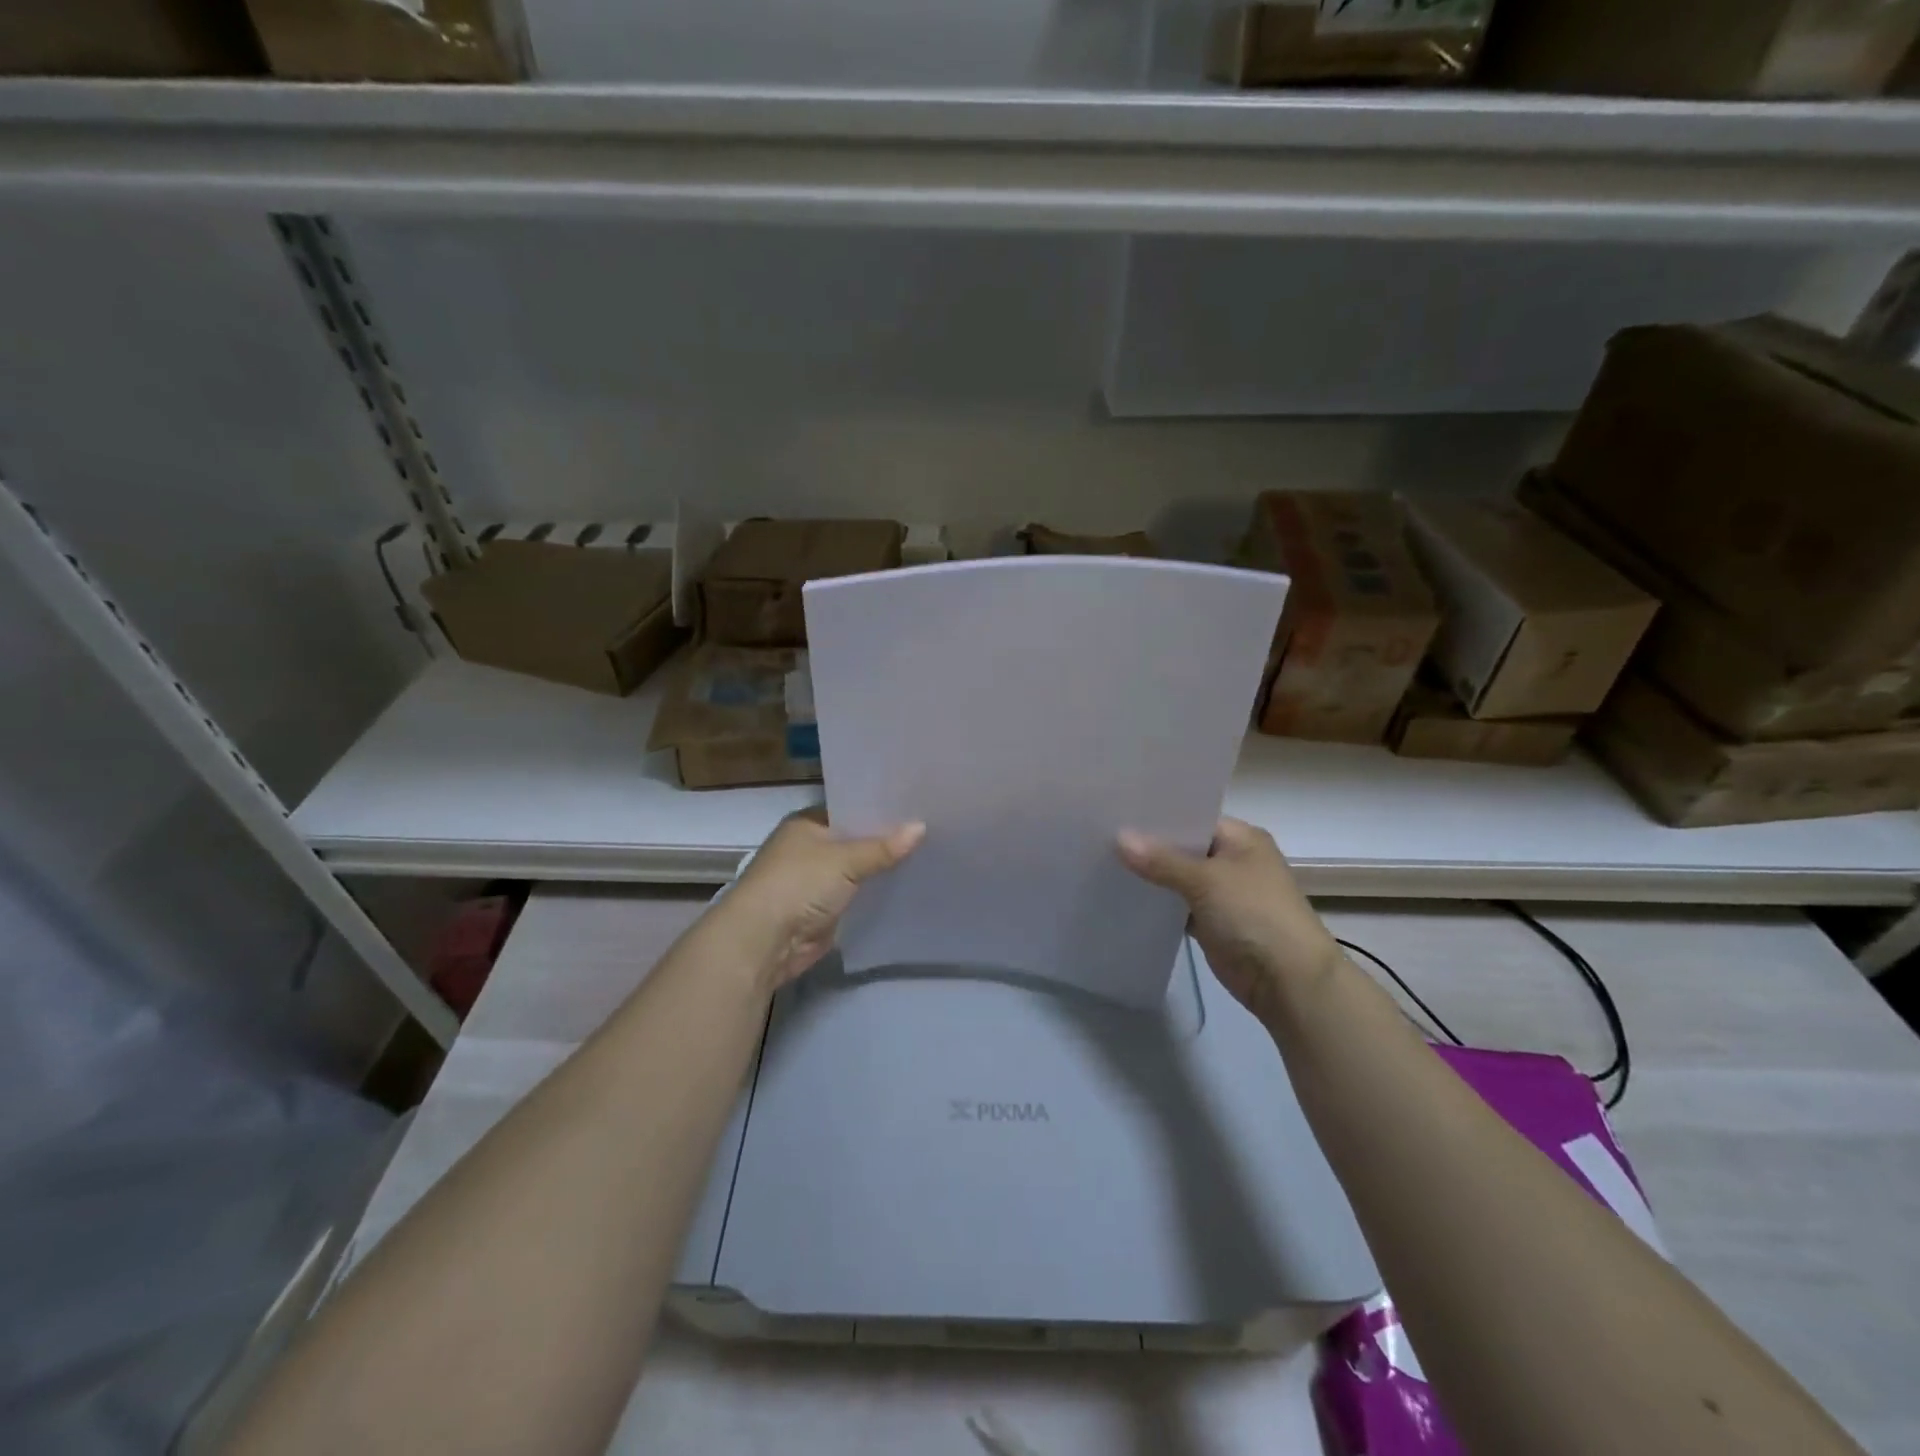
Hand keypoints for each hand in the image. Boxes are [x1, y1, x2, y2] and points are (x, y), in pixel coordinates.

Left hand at [719, 809, 924, 990]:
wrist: (764, 941)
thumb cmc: (798, 884)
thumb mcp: (844, 860)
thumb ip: (883, 847)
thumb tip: (921, 827)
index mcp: (807, 823)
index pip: (850, 808)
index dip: (880, 809)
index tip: (916, 805)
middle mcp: (810, 848)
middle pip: (855, 840)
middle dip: (886, 840)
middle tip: (931, 830)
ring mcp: (816, 881)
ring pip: (858, 870)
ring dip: (882, 869)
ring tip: (929, 855)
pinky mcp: (824, 910)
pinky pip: (857, 897)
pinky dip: (875, 894)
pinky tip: (908, 887)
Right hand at [1117, 818, 1341, 1021]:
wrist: (1288, 981)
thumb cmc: (1254, 915)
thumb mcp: (1206, 880)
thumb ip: (1160, 860)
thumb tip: (1118, 837)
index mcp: (1241, 838)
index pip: (1192, 817)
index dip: (1157, 817)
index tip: (1116, 812)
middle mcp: (1233, 860)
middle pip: (1183, 847)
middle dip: (1148, 846)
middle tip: (1101, 834)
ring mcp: (1223, 893)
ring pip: (1178, 878)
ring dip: (1151, 876)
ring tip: (1103, 860)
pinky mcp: (1213, 923)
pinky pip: (1179, 906)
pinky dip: (1159, 904)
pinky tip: (1124, 895)